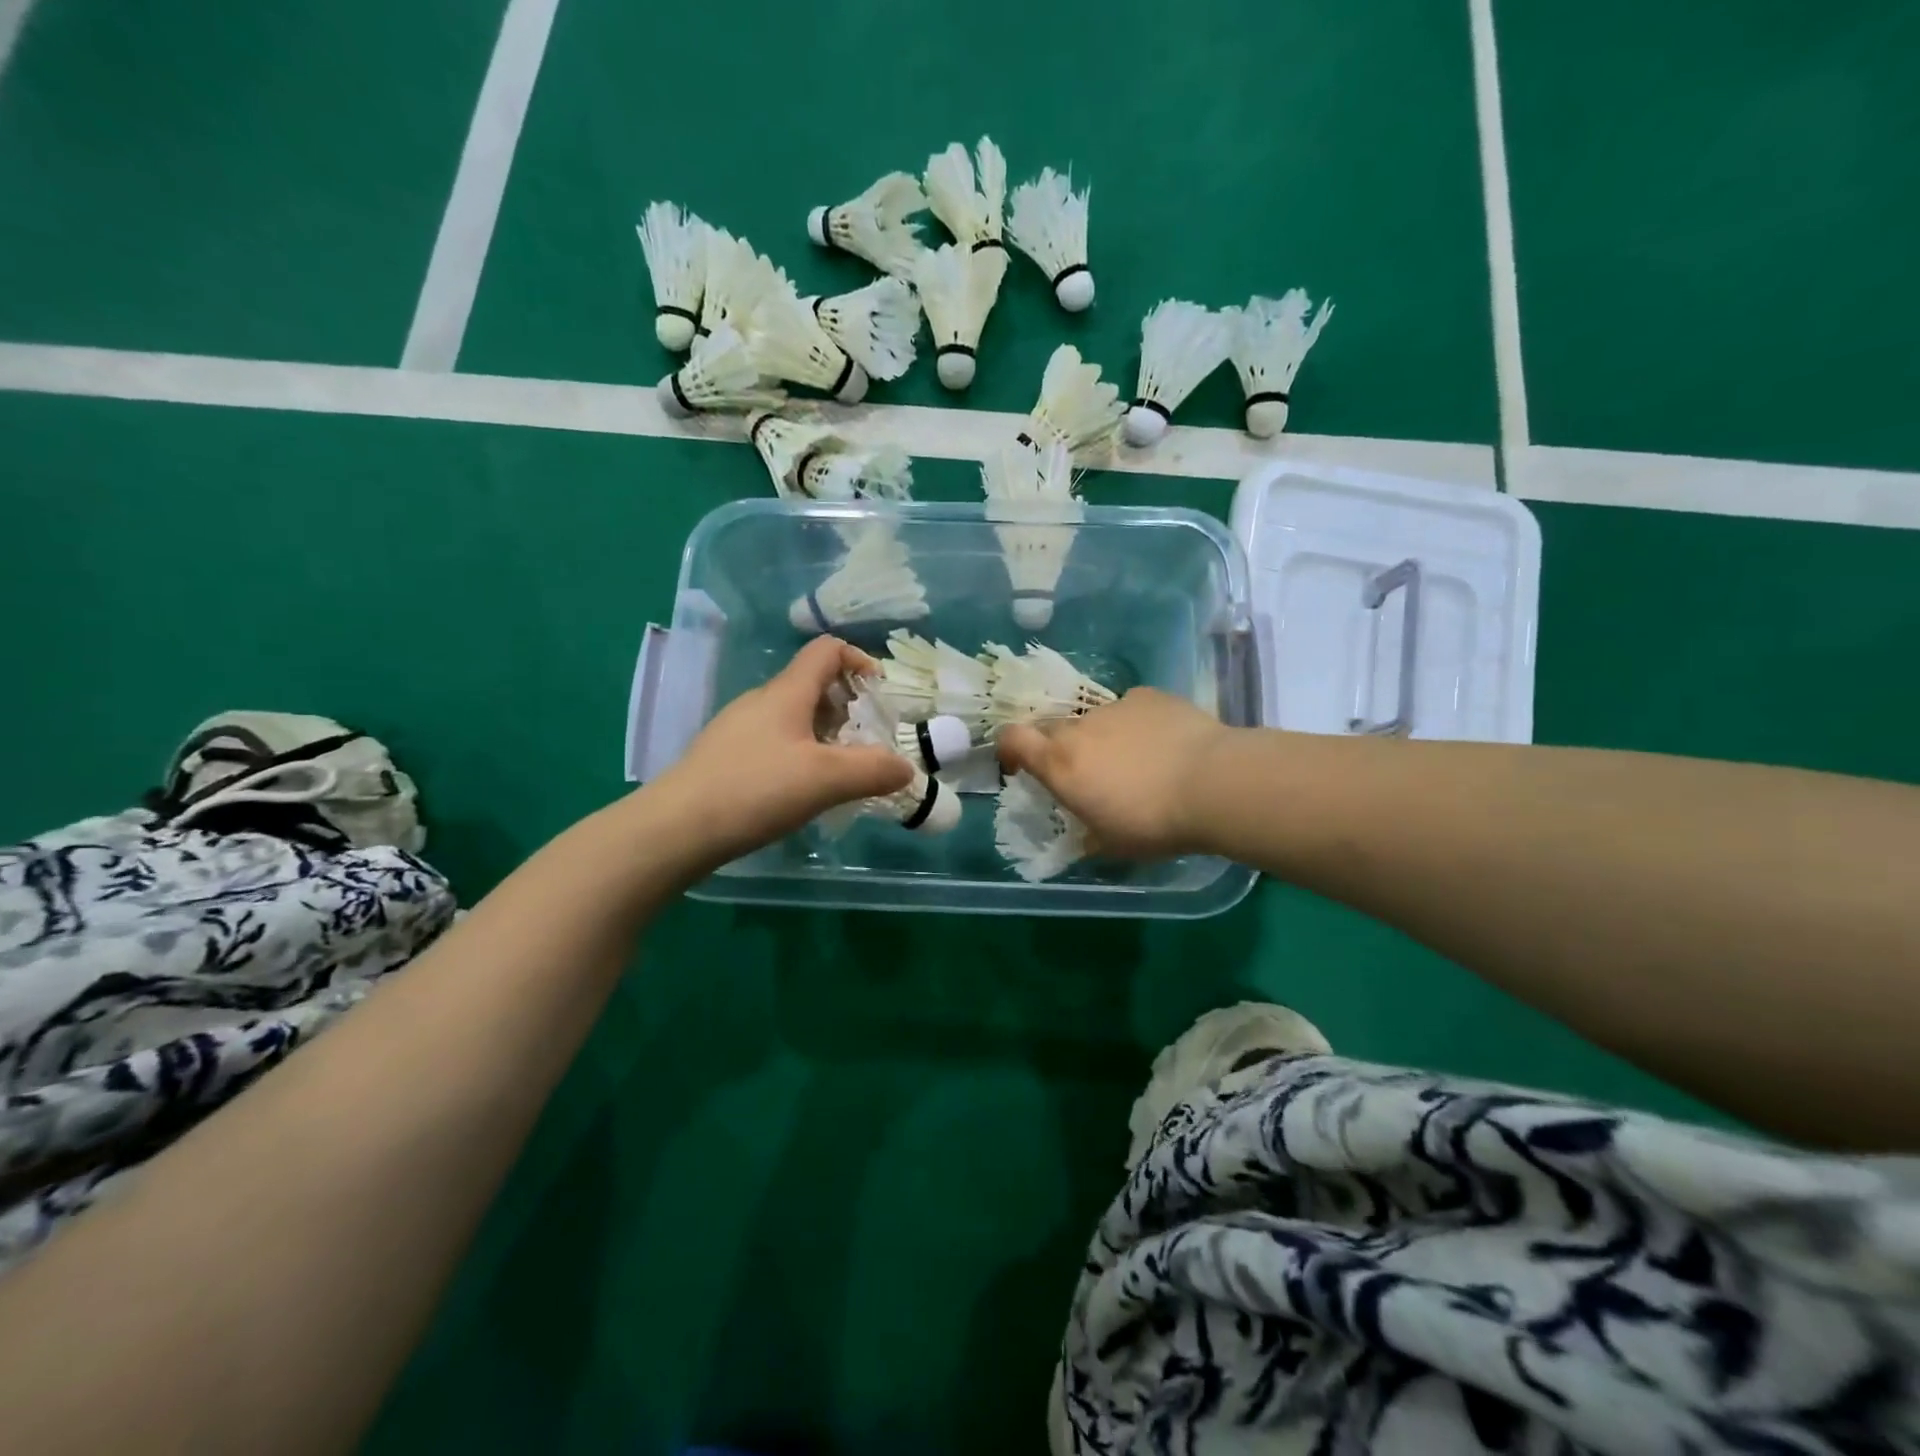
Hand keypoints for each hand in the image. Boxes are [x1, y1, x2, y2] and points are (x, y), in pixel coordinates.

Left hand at [648, 637, 912, 864]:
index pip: (826, 650)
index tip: (881, 695)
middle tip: (867, 743)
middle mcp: (760, 702)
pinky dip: (799, 755)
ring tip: (840, 772)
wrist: (674, 830)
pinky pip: (774, 742)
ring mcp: (737, 730)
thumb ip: (874, 770)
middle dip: (848, 707)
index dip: (860, 660)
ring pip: (793, 717)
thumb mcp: (826, 779)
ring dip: (825, 735)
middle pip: (812, 685)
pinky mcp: (724, 758)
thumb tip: (906, 768)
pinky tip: (801, 792)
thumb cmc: (755, 790)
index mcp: (786, 693)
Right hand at [996, 689, 1230, 858]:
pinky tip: (1163, 743)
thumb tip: (1083, 834)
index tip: (1019, 764)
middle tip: (1088, 774)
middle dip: (1061, 749)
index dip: (1009, 747)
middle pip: (1054, 729)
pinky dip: (1136, 724)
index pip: (1012, 738)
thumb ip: (1087, 833)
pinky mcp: (1149, 696)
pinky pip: (1131, 709)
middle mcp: (1080, 728)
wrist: (1214, 784)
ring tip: (1137, 762)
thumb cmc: (1153, 823)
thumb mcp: (1111, 844)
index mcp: (1060, 764)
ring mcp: (1115, 707)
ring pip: (1096, 720)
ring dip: (1103, 738)